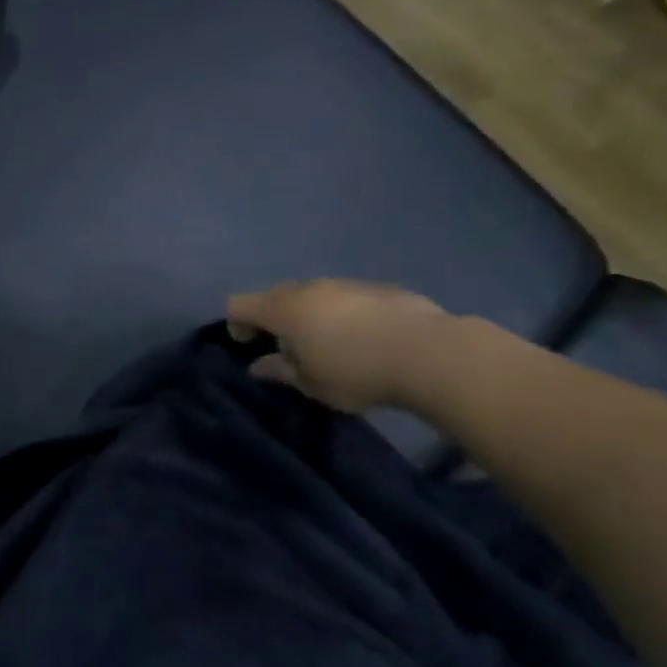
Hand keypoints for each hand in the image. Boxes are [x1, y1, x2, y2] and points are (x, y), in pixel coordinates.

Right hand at [227, 280, 453, 412]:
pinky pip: (345, 297)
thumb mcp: (310, 383)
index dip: (236, 324)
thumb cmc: (355, 372)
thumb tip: (257, 366)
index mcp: (283, 309)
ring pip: (312, 294)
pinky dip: (341, 313)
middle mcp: (309, 288)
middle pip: (274, 295)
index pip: (239, 305)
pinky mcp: (378, 288)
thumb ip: (279, 370)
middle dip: (272, 318)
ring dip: (309, 315)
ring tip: (328, 344)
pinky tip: (363, 338)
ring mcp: (345, 284)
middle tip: (287, 348)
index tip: (250, 347)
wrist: (430, 354)